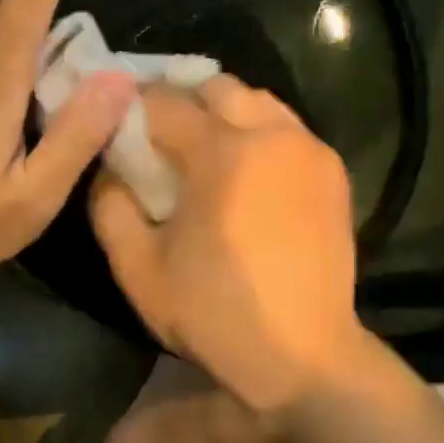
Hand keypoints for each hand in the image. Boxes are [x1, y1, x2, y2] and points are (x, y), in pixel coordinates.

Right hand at [89, 76, 375, 414]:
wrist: (304, 356)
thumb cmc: (215, 312)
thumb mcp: (138, 267)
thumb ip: (110, 204)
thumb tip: (110, 165)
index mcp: (221, 152)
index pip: (164, 101)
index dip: (133, 104)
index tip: (116, 117)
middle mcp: (270, 134)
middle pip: (217, 86)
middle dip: (182, 98)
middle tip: (161, 132)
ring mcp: (309, 148)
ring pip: (258, 100)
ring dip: (225, 111)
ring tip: (206, 147)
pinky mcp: (333, 170)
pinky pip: (287, 128)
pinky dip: (260, 132)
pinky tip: (248, 170)